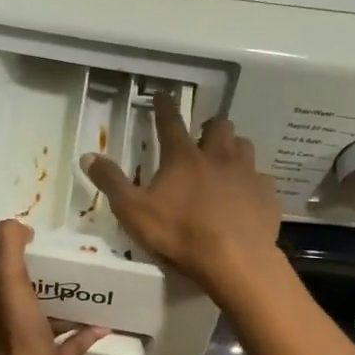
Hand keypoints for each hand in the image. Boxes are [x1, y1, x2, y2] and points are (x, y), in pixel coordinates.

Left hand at [0, 220, 108, 354]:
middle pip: (18, 306)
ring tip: (85, 293)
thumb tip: (13, 223)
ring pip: (43, 328)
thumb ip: (8, 250)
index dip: (7, 268)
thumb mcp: (10, 283)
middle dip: (39, 289)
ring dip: (62, 313)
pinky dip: (82, 337)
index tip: (31, 250)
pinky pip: (66, 350)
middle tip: (62, 269)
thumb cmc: (16, 338)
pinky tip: (103, 325)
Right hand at [81, 92, 281, 299]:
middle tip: (202, 137)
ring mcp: (247, 174)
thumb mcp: (133, 211)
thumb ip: (111, 183)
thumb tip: (88, 156)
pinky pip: (261, 180)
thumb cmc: (179, 233)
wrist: (234, 259)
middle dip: (209, 127)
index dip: (164, 107)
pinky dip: (252, 184)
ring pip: (244, 146)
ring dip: (233, 149)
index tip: (162, 95)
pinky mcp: (266, 195)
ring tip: (226, 162)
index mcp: (183, 157)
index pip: (171, 122)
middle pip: (218, 127)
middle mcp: (218, 156)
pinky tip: (246, 197)